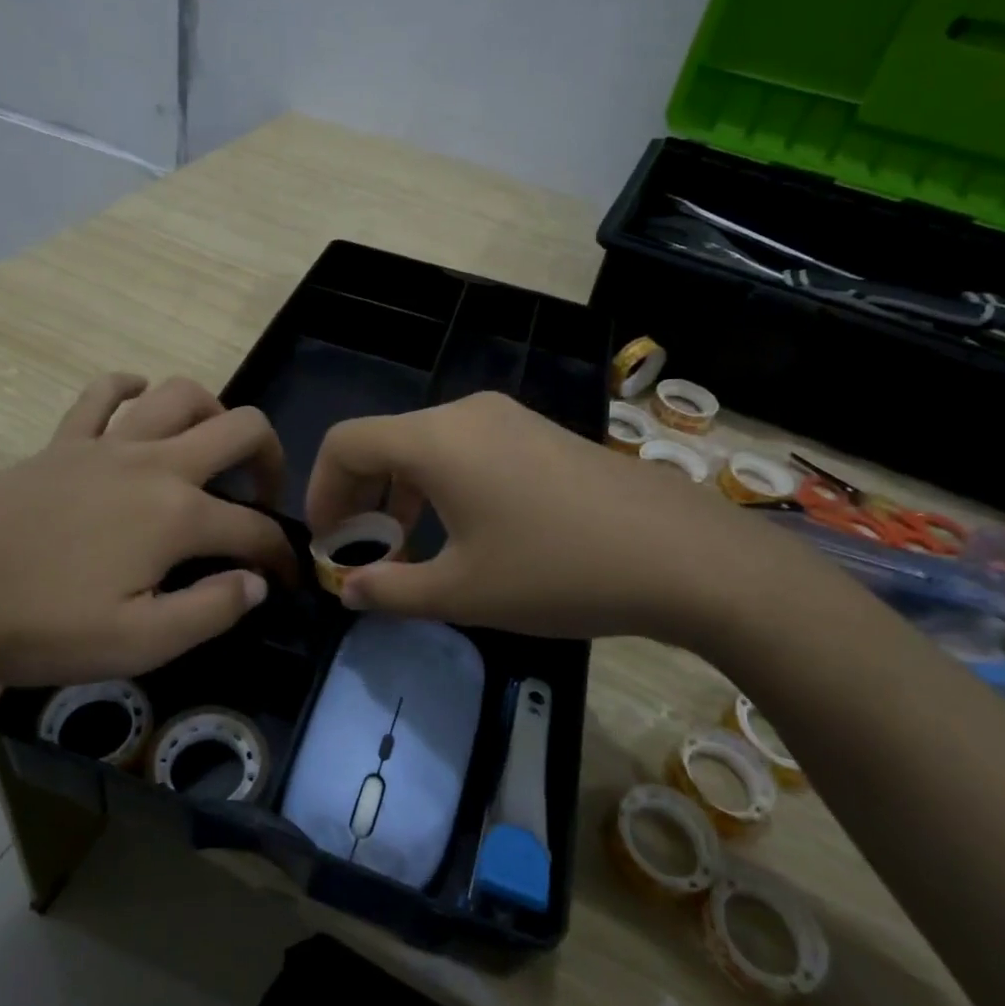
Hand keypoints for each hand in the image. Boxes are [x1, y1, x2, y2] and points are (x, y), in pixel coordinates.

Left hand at [0, 374, 294, 698]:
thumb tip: (256, 583)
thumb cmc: (38, 625)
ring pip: (180, 394)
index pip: (254, 529)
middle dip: (270, 459)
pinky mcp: (61, 442)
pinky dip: (131, 390)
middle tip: (262, 498)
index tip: (285, 582)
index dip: (280, 556)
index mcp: (177, 515)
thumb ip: (210, 611)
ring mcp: (105, 444)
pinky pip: (103, 394)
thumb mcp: (137, 644)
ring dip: (213, 414)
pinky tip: (139, 405)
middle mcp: (154, 463)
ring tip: (211, 453)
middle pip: (240, 429)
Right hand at [305, 392, 791, 648]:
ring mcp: (509, 418)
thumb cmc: (556, 571)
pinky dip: (442, 484)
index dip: (321, 491)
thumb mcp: (462, 592)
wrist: (683, 555)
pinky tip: (466, 532)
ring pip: (427, 445)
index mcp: (435, 439)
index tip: (328, 543)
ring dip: (402, 492)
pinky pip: (467, 449)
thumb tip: (347, 591)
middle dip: (360, 495)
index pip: (345, 443)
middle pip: (384, 441)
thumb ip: (391, 591)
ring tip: (410, 548)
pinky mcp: (541, 434)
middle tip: (362, 552)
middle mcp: (466, 413)